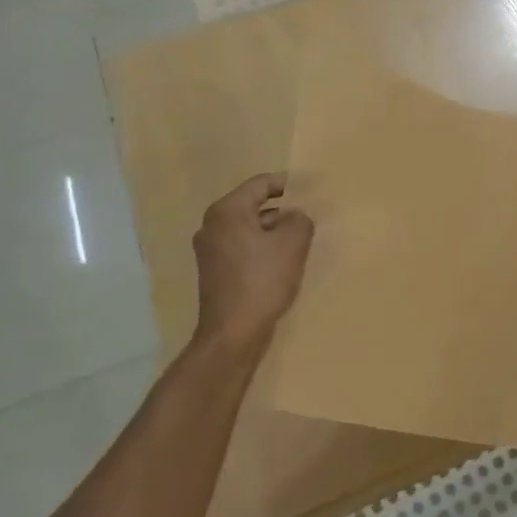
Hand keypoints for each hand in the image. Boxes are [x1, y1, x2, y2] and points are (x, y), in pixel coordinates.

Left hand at [192, 173, 314, 352]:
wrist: (233, 333)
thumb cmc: (262, 280)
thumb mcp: (292, 243)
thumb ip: (300, 220)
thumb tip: (294, 216)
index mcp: (227, 211)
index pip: (260, 184)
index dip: (285, 184)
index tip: (307, 189)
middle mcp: (212, 226)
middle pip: (252, 206)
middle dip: (280, 210)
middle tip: (306, 216)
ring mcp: (209, 251)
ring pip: (247, 228)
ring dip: (272, 231)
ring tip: (298, 241)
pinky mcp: (214, 272)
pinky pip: (242, 248)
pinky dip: (261, 248)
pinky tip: (280, 263)